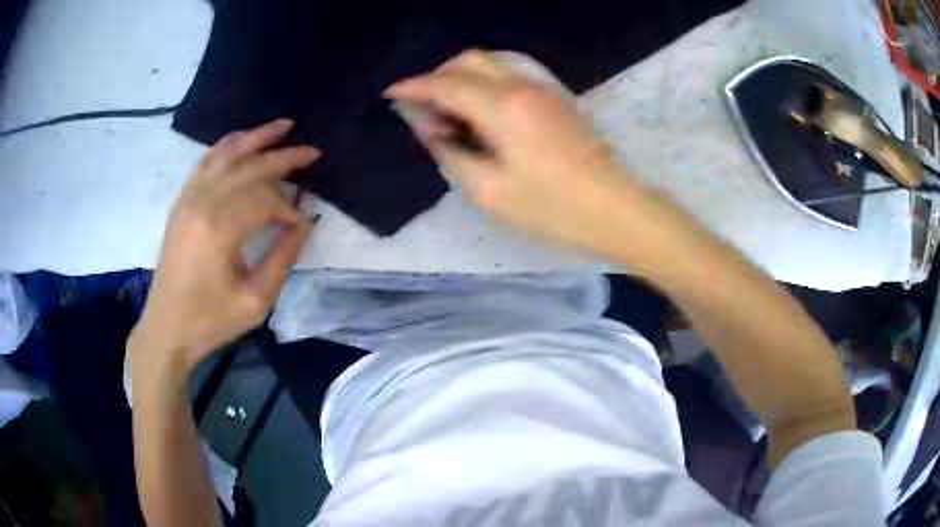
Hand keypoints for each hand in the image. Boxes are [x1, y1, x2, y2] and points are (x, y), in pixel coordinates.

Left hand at [129, 119, 318, 376]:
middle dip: (283, 158)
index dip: (289, 208)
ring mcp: (187, 200)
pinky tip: (240, 140)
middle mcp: (202, 204)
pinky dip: (225, 147)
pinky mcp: (180, 204)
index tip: (302, 225)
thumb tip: (303, 227)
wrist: (166, 328)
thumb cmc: (210, 320)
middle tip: (312, 152)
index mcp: (219, 230)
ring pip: (225, 156)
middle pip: (248, 168)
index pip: (264, 200)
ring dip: (255, 138)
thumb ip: (282, 259)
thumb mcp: (255, 302)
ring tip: (282, 126)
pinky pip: (204, 164)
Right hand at [387, 50, 635, 252]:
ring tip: (450, 118)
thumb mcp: (490, 191)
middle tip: (424, 109)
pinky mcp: (556, 100)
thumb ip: (452, 154)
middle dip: (438, 76)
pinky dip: (485, 88)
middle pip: (469, 60)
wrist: (616, 209)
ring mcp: (543, 90)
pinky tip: (481, 118)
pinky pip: (509, 79)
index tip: (391, 94)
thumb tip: (434, 131)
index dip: (414, 86)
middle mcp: (522, 86)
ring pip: (491, 65)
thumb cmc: (553, 208)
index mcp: (503, 107)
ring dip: (462, 81)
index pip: (446, 83)